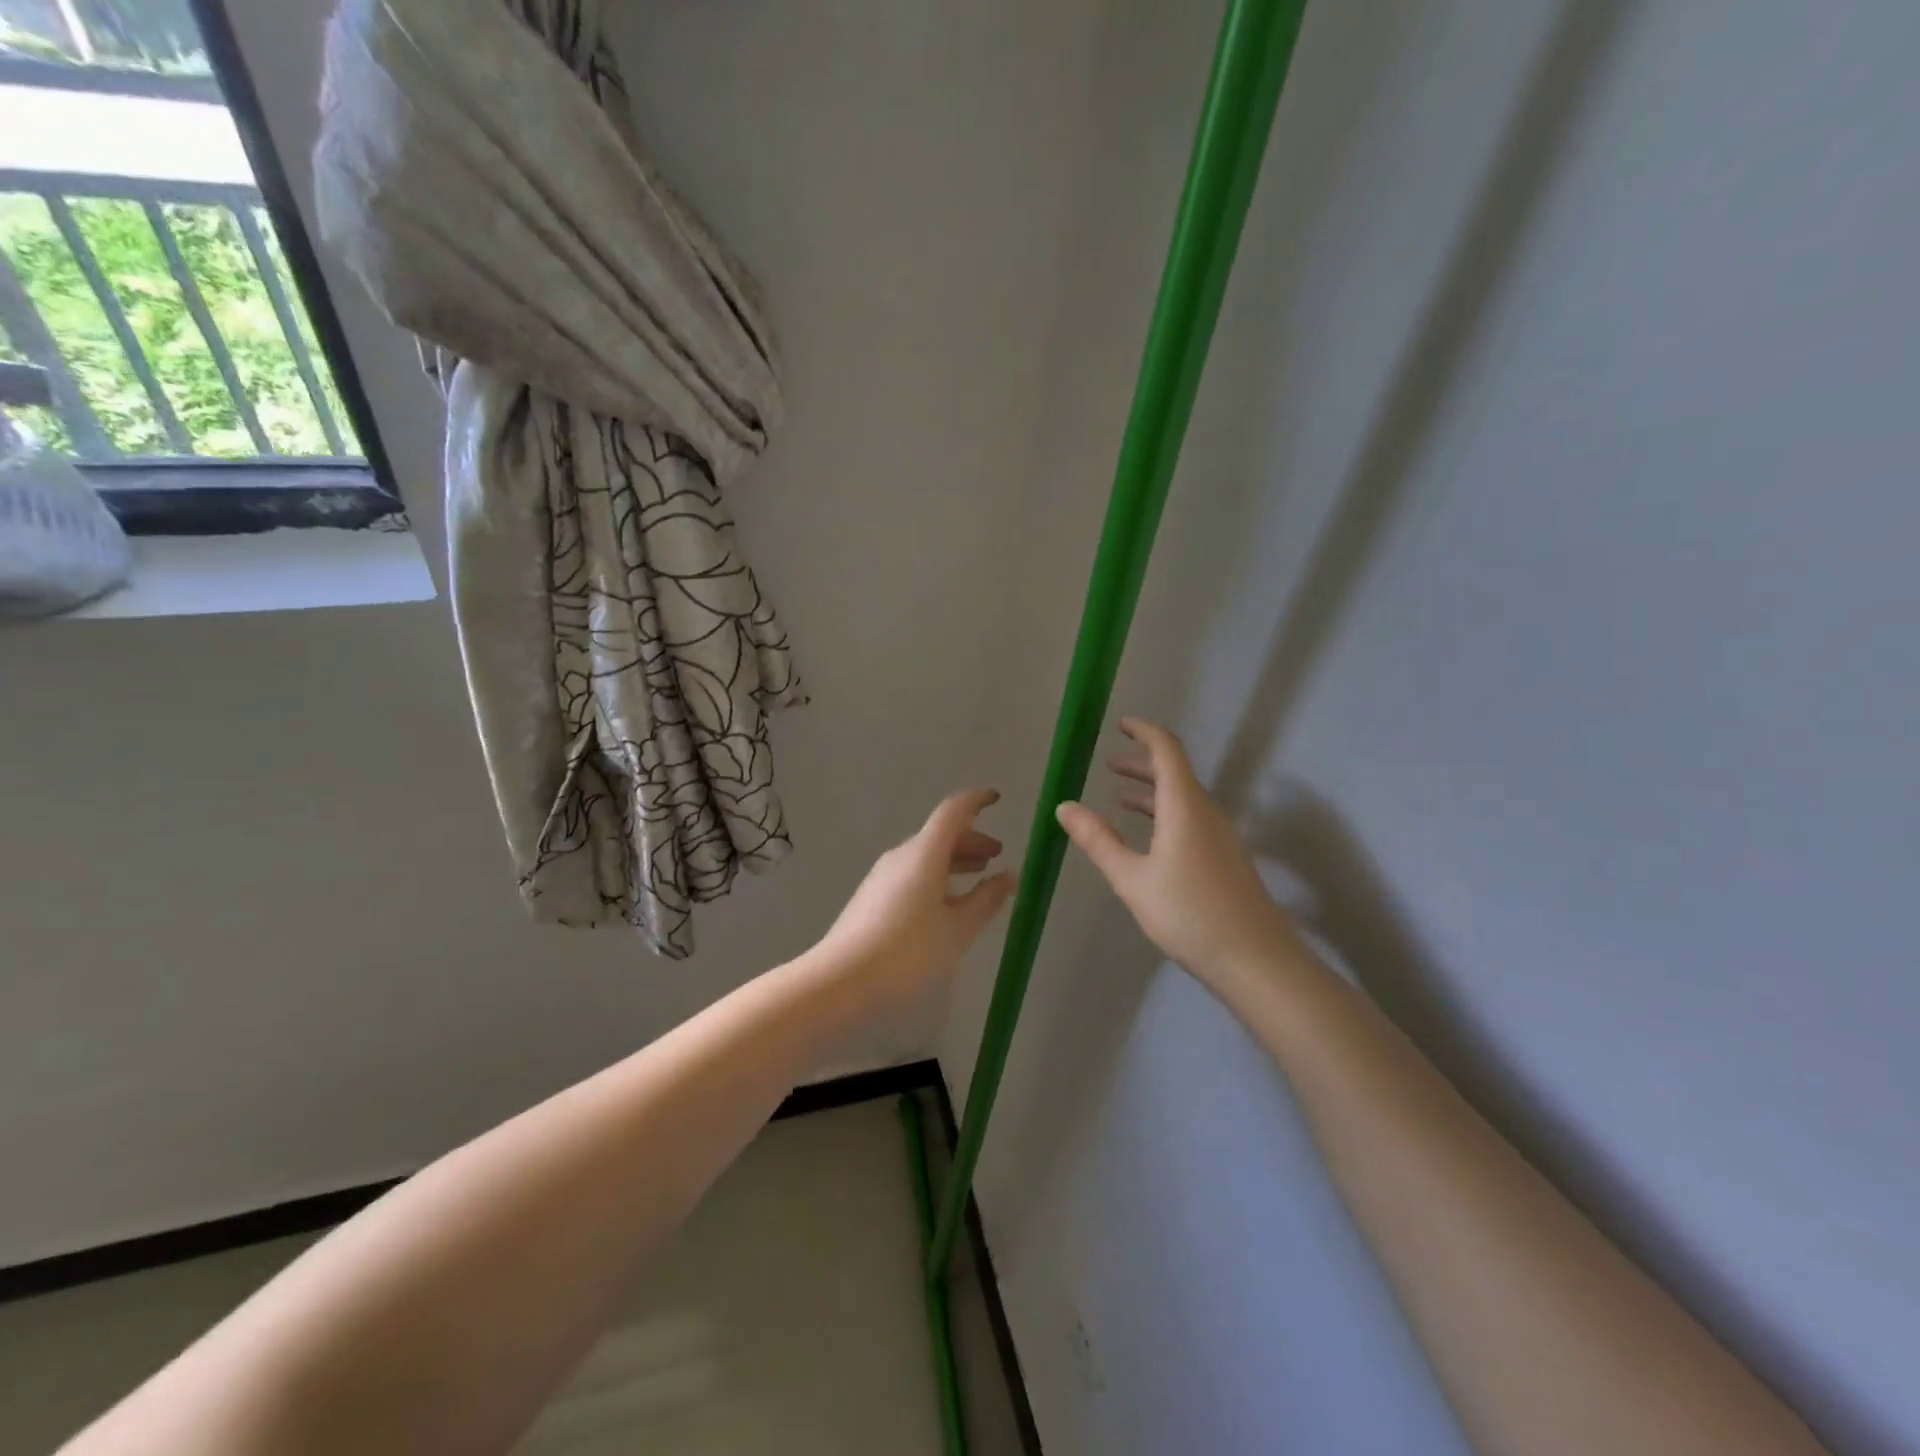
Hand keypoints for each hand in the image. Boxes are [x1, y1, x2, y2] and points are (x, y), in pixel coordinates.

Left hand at [812, 789, 1015, 1018]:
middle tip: (997, 855)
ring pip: (926, 856)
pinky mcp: (873, 897)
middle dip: (971, 840)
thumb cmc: (907, 953)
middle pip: (940, 834)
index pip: (953, 812)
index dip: (976, 801)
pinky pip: (913, 873)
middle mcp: (902, 856)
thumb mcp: (957, 930)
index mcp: (924, 854)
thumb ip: (986, 900)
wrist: (840, 982)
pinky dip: (937, 876)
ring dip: (954, 860)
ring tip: (977, 875)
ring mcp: (883, 876)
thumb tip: (1009, 875)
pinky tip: (946, 903)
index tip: (997, 799)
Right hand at [1057, 718, 1302, 992]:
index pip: (1167, 750)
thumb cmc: (1189, 913)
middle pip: (1175, 772)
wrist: (1256, 960)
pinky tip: (1149, 837)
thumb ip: (1098, 840)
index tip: (1121, 725)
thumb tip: (1065, 806)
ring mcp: (1220, 836)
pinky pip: (1191, 818)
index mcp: (1184, 806)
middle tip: (1109, 764)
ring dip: (1151, 791)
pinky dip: (1164, 813)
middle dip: (1141, 763)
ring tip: (1119, 798)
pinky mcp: (1225, 858)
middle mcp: (1206, 812)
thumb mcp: (1132, 878)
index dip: (1144, 732)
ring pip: (1183, 798)